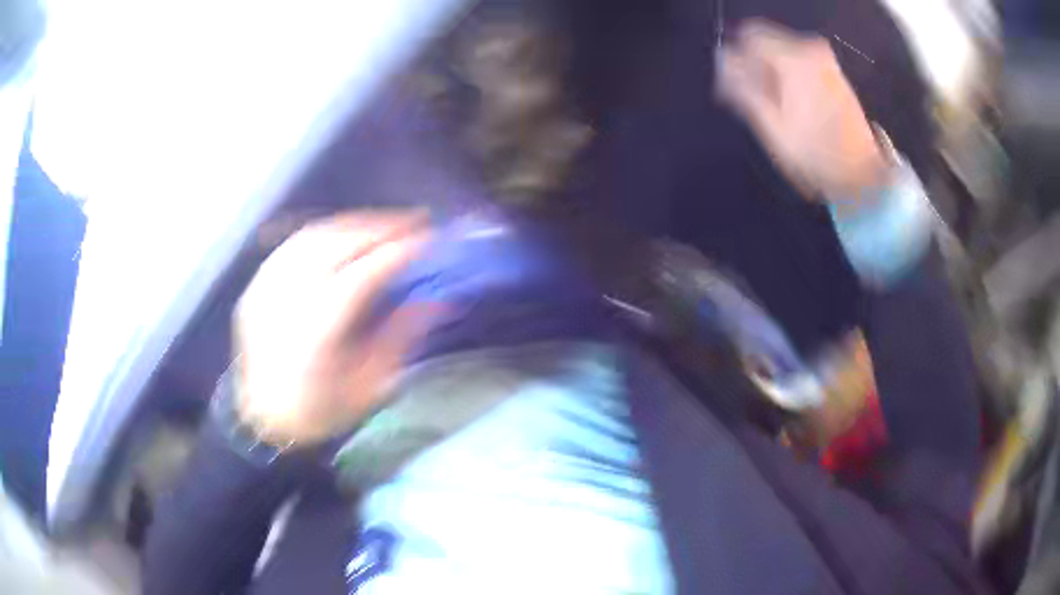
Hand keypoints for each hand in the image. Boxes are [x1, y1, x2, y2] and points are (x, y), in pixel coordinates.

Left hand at [234, 210, 431, 447]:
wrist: (263, 419)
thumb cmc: (320, 411)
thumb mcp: (368, 388)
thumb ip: (399, 338)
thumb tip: (434, 299)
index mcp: (315, 335)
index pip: (361, 275)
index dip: (397, 252)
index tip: (429, 239)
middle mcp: (285, 302)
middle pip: (336, 245)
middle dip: (381, 226)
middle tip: (416, 219)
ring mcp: (264, 289)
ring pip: (314, 236)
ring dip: (355, 224)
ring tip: (387, 222)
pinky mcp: (256, 285)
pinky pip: (294, 244)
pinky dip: (326, 232)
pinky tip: (347, 234)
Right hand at [717, 20, 887, 200]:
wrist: (862, 173)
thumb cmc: (815, 154)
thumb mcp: (771, 126)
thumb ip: (743, 87)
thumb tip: (723, 63)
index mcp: (793, 58)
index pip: (749, 36)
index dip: (737, 59)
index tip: (736, 86)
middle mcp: (810, 48)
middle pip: (766, 41)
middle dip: (755, 67)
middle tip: (757, 101)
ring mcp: (825, 59)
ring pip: (782, 51)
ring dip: (772, 73)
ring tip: (778, 108)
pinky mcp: (833, 71)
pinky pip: (798, 61)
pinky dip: (789, 77)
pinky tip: (794, 105)